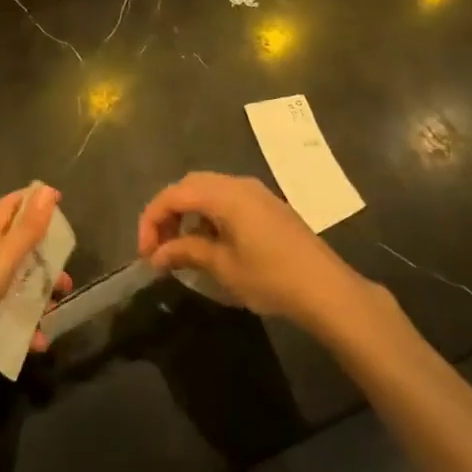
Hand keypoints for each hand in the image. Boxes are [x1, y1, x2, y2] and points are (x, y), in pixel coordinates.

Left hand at [0, 184, 72, 381]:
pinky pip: (7, 324)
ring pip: (16, 290)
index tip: (57, 200)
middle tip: (65, 275)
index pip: (9, 208)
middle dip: (44, 261)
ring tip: (55, 311)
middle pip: (19, 253)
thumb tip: (48, 190)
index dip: (30, 200)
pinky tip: (38, 344)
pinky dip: (24, 332)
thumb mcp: (3, 257)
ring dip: (38, 300)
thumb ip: (28, 228)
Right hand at [137, 172, 370, 332]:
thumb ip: (186, 252)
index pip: (173, 195)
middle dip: (167, 213)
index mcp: (224, 194)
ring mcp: (255, 192)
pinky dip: (208, 214)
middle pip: (189, 186)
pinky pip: (226, 198)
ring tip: (180, 248)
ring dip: (188, 213)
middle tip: (158, 247)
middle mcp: (237, 183)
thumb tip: (157, 254)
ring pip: (207, 190)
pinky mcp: (266, 205)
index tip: (145, 253)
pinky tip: (210, 243)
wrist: (326, 288)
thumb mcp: (223, 267)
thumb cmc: (271, 277)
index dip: (152, 220)